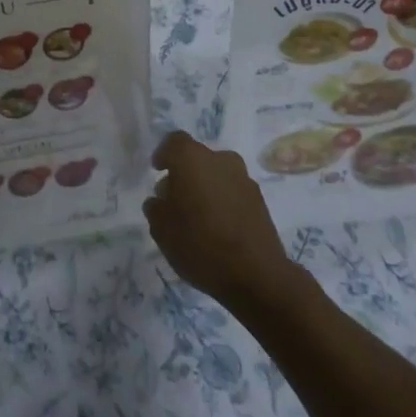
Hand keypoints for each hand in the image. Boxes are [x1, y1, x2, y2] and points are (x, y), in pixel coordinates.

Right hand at [144, 132, 298, 315]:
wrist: (256, 274)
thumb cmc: (199, 244)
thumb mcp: (161, 229)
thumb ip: (155, 207)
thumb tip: (160, 200)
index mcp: (192, 158)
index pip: (174, 142)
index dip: (164, 154)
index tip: (157, 171)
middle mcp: (220, 159)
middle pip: (197, 158)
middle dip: (184, 174)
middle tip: (175, 200)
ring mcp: (244, 178)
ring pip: (217, 174)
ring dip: (205, 188)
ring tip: (197, 217)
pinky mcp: (260, 200)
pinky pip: (233, 192)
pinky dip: (223, 202)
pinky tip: (218, 228)